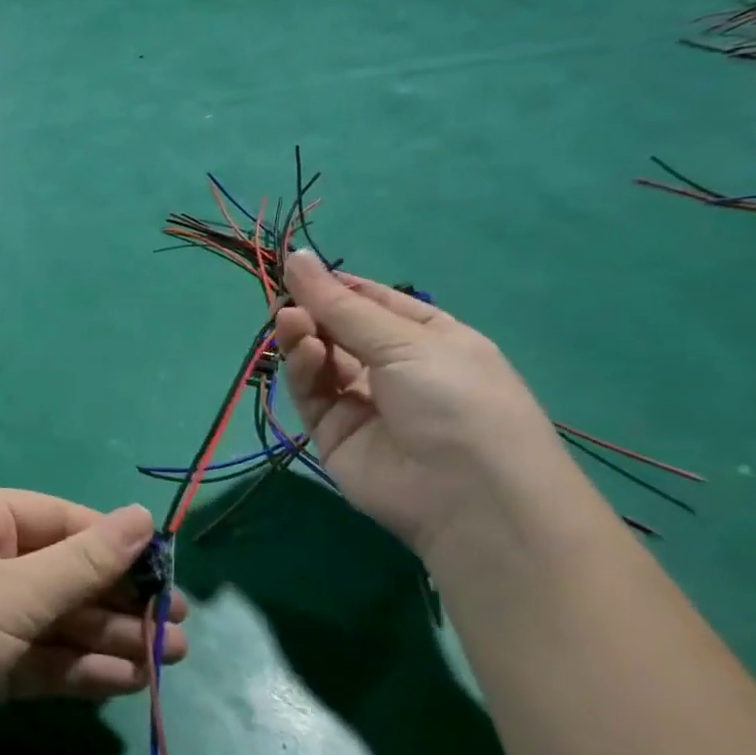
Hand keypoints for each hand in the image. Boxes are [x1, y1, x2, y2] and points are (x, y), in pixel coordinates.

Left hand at [0, 489, 187, 754]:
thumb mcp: (16, 591)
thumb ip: (85, 562)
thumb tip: (144, 516)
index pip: (62, 521)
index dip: (116, 546)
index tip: (169, 574)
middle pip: (64, 573)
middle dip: (119, 602)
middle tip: (178, 631)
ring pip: (57, 620)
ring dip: (109, 640)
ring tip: (168, 661)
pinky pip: (42, 657)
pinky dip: (80, 669)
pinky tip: (127, 683)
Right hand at [274, 249, 575, 566]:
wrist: (469, 498)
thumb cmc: (456, 400)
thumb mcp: (406, 341)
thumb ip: (340, 304)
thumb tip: (295, 256)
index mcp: (429, 338)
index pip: (372, 302)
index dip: (335, 285)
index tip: (295, 269)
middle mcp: (394, 368)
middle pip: (339, 330)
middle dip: (313, 312)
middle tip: (286, 302)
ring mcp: (362, 402)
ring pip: (319, 360)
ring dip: (304, 337)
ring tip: (291, 323)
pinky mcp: (333, 433)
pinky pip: (311, 393)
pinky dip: (303, 370)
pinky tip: (305, 352)